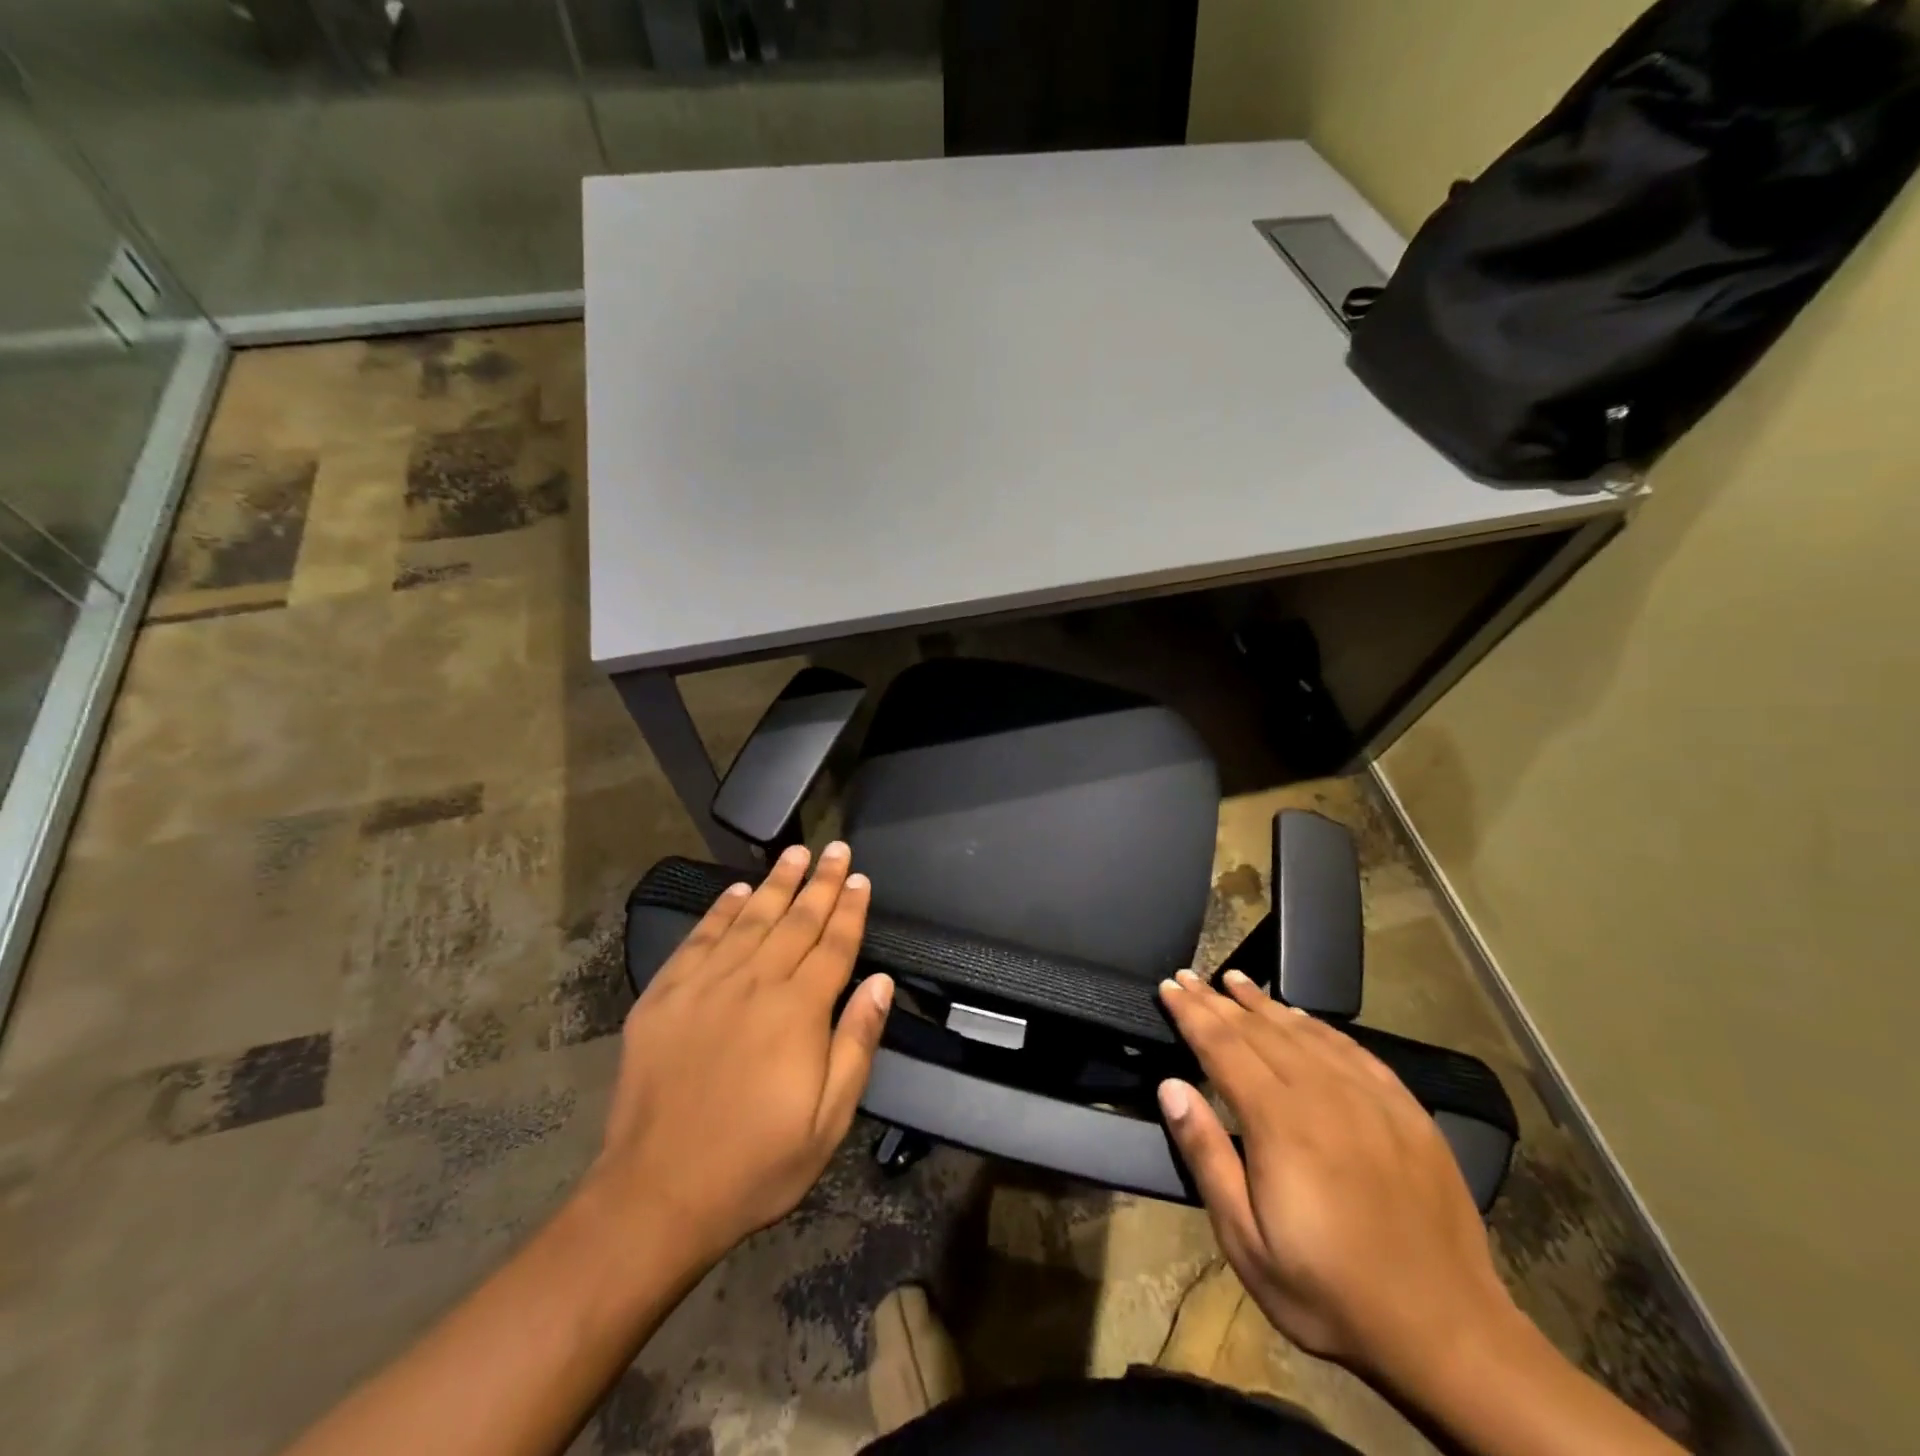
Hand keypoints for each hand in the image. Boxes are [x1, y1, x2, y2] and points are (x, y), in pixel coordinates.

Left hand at [586, 842, 892, 1268]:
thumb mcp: (828, 1120)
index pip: (834, 945)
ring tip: (794, 853)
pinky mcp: (664, 997)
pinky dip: (720, 912)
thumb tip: (879, 981)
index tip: (859, 877)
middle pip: (796, 920)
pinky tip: (735, 891)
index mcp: (798, 1011)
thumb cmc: (756, 1164)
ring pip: (749, 919)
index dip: (850, 909)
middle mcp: (754, 984)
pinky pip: (699, 940)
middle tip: (835, 848)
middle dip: (820, 882)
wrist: (656, 1194)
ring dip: (775, 883)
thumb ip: (856, 1043)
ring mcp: (705, 986)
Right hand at [1156, 968, 1515, 1390]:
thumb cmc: (1328, 1290)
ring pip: (1304, 1031)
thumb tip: (1170, 1086)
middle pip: (1259, 1029)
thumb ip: (1206, 1155)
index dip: (1191, 1013)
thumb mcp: (1246, 1241)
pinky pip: (1352, 1049)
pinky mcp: (1406, 1110)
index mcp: (1279, 1121)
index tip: (1168, 986)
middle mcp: (1323, 1093)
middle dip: (1217, 1000)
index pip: (1222, 1046)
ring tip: (1234, 980)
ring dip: (1263, 1002)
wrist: (1448, 1334)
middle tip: (1188, 976)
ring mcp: (1370, 1097)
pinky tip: (1302, 1018)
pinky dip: (1317, 1025)